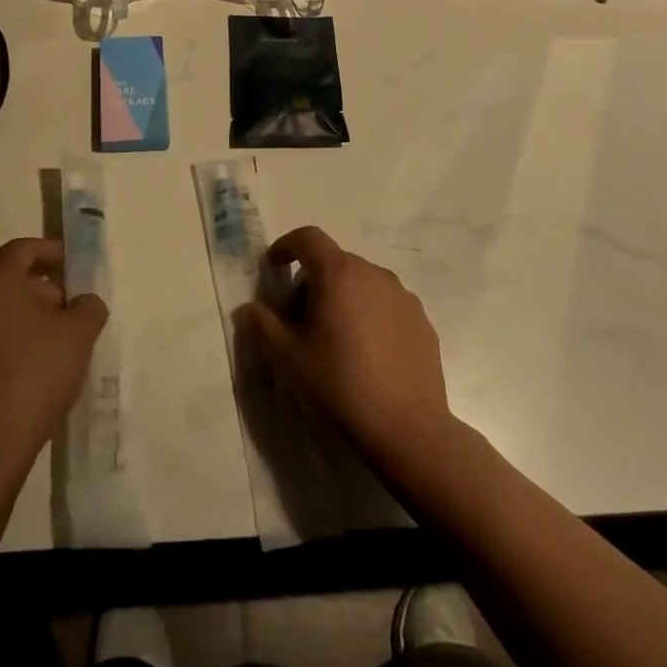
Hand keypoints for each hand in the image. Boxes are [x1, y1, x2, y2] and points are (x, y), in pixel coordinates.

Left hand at [0, 238, 107, 471]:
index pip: (21, 250)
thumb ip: (87, 309)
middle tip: (63, 322)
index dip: (50, 253)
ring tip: (37, 359)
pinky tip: (3, 390)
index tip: (72, 267)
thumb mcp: (76, 341)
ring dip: (8, 329)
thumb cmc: (25, 385)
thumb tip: (83, 302)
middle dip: (34, 296)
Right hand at [233, 226, 449, 462]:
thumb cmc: (340, 384)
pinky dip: (368, 315)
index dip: (285, 246)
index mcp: (339, 274)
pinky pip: (385, 305)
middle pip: (334, 263)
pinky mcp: (421, 321)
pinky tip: (366, 355)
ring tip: (334, 342)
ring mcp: (403, 296)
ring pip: (361, 284)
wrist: (407, 429)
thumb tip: (244, 309)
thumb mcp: (289, 357)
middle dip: (310, 283)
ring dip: (341, 299)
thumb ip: (262, 325)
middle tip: (298, 322)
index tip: (273, 268)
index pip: (308, 238)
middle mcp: (374, 274)